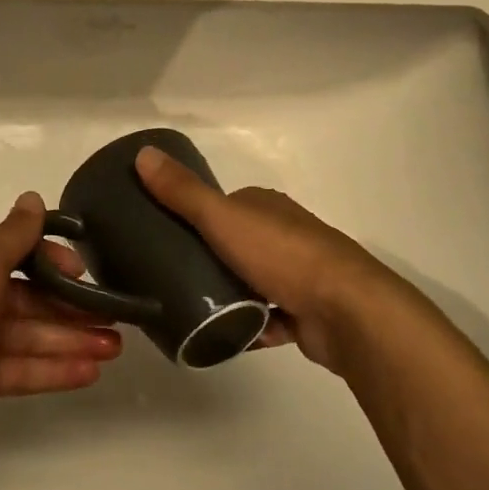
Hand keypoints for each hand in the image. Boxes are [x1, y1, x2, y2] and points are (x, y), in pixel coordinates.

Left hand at [0, 192, 121, 450]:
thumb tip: (34, 196)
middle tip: (118, 318)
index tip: (86, 273)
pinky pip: (24, 369)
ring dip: (74, 340)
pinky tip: (91, 372)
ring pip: (34, 335)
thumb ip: (16, 233)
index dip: (55, 261)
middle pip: (33, 298)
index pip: (22, 254)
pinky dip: (56, 369)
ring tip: (116, 347)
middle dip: (74, 307)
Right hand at [135, 146, 405, 374]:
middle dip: (209, 261)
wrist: (345, 310)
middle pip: (236, 244)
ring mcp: (298, 274)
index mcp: (266, 206)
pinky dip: (250, 327)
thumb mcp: (222, 218)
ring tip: (191, 310)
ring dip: (228, 296)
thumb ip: (182, 192)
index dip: (195, 217)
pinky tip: (226, 336)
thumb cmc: (281, 255)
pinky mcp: (305, 312)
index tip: (164, 236)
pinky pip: (268, 318)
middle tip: (171, 278)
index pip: (223, 205)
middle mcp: (284, 234)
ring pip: (251, 282)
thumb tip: (143, 153)